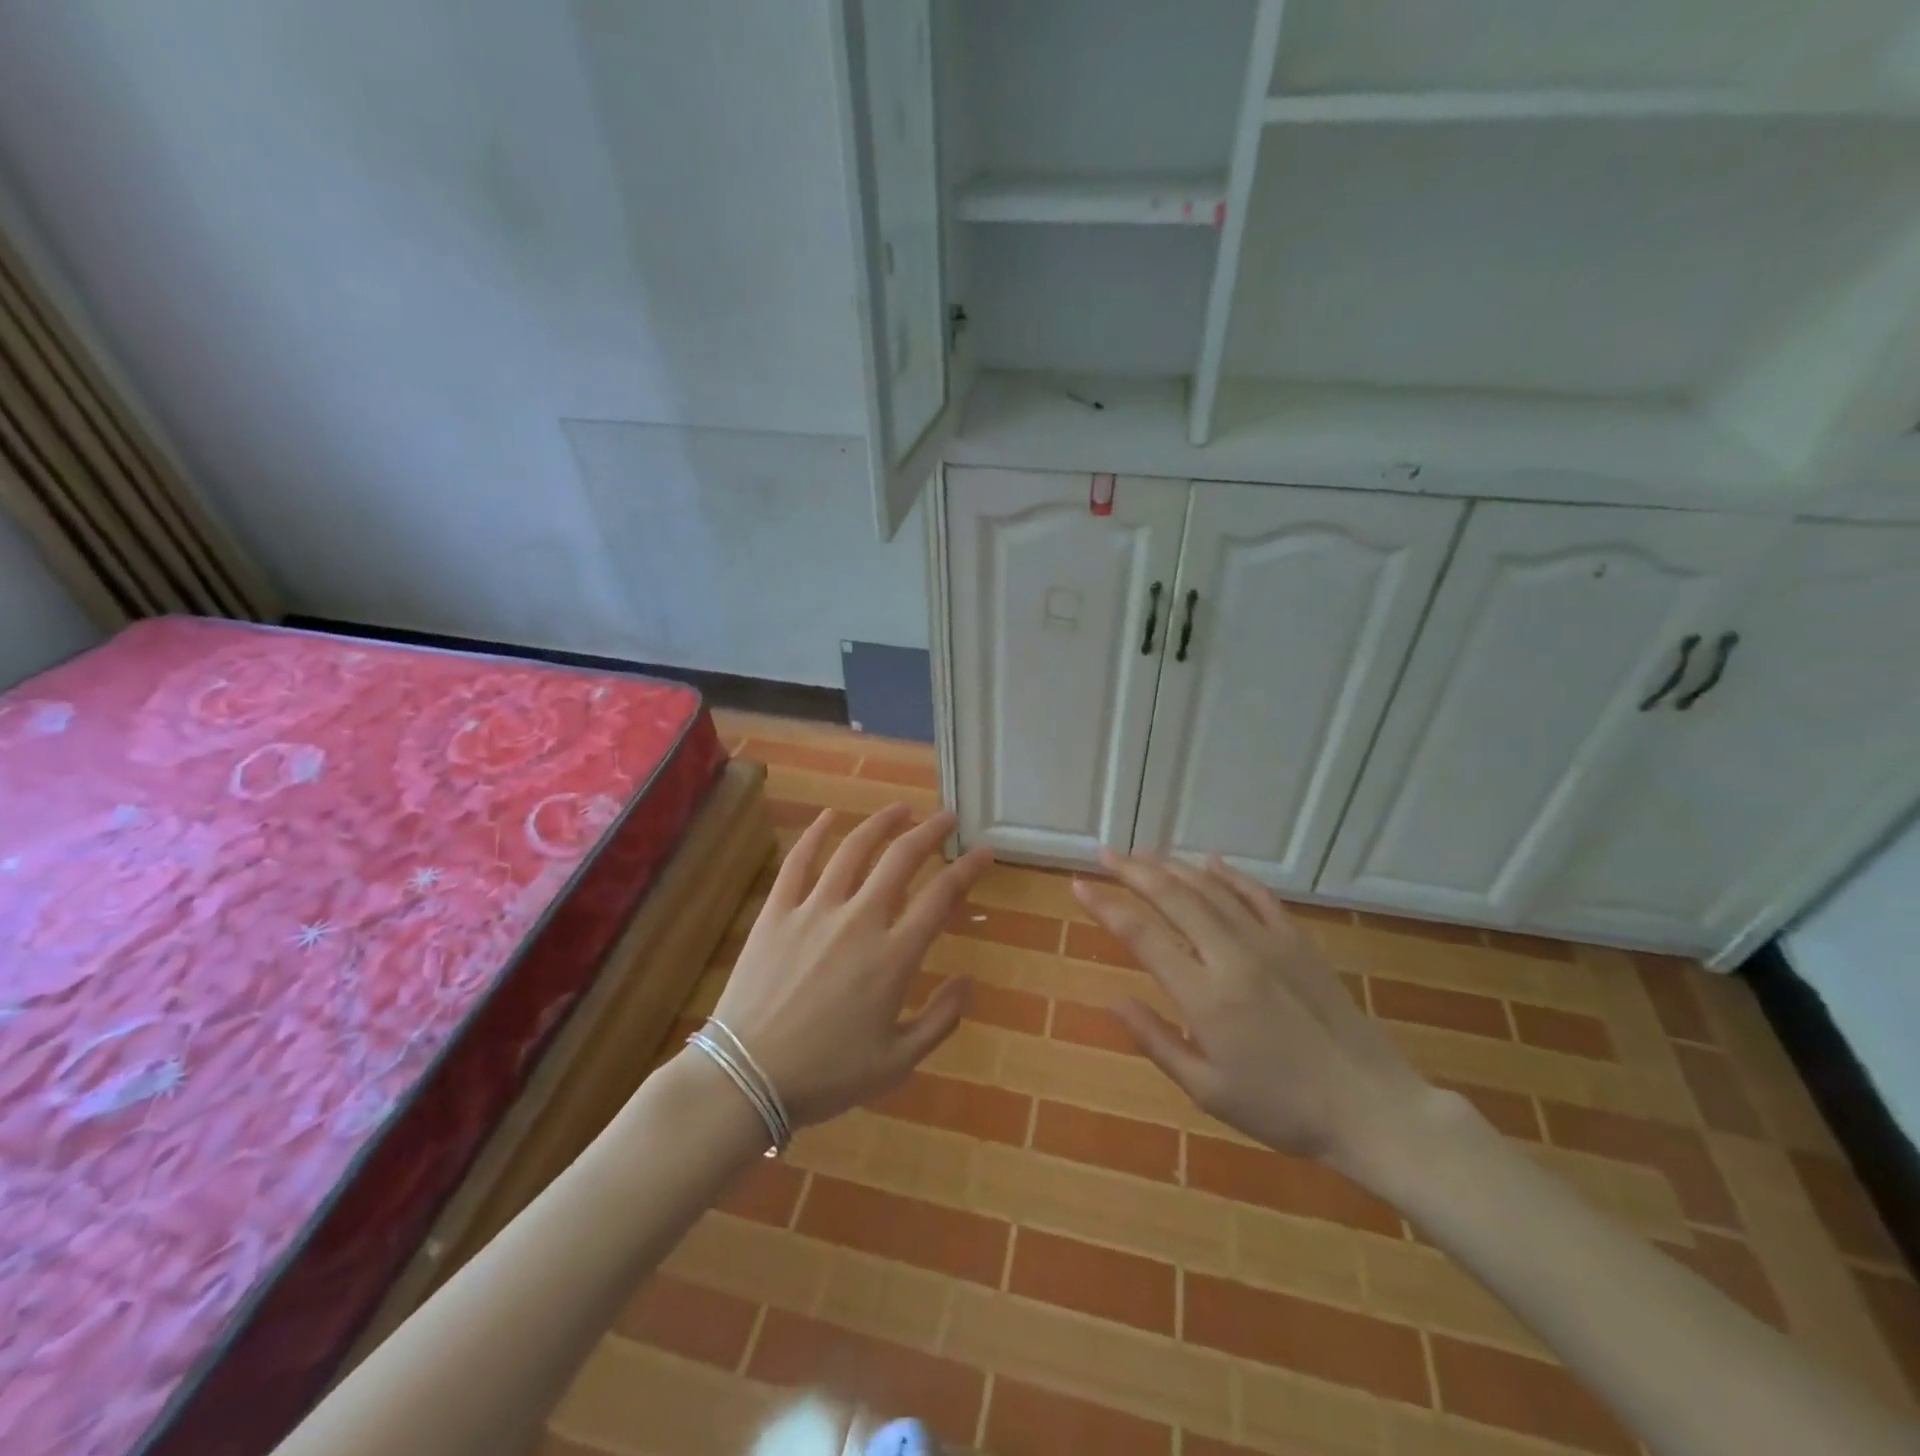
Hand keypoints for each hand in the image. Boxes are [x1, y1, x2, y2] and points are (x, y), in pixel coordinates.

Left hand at [708, 804, 991, 1127]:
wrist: (746, 1078)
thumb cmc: (826, 1075)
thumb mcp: (897, 1062)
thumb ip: (941, 1019)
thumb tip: (969, 981)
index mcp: (893, 956)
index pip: (941, 897)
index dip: (968, 869)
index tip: (984, 852)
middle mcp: (859, 920)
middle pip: (901, 860)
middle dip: (930, 832)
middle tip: (946, 818)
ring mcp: (814, 910)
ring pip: (853, 850)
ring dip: (881, 824)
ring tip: (901, 809)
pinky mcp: (777, 912)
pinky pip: (798, 862)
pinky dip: (815, 834)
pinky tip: (829, 816)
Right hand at [1074, 852, 1435, 1178]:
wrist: (1371, 1107)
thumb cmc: (1282, 1108)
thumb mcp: (1207, 1090)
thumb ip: (1155, 1040)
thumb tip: (1111, 999)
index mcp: (1205, 996)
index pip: (1142, 935)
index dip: (1105, 906)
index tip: (1079, 886)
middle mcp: (1232, 956)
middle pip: (1173, 897)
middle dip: (1133, 871)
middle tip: (1105, 854)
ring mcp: (1269, 942)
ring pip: (1211, 888)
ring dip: (1172, 867)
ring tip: (1143, 855)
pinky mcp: (1298, 941)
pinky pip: (1257, 895)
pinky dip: (1229, 874)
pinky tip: (1210, 863)